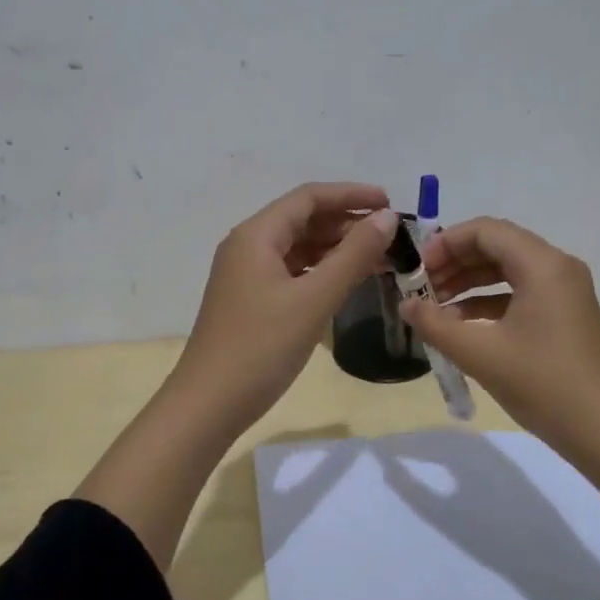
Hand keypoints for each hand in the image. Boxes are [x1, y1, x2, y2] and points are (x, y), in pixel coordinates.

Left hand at [171, 182, 398, 436]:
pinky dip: (320, 272)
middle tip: (390, 237)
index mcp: (256, 235)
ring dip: (336, 249)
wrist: (210, 404)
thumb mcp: (314, 299)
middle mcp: (247, 247)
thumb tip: (387, 218)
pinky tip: (346, 283)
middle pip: (302, 220)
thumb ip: (353, 255)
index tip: (390, 203)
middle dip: (346, 223)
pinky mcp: (250, 301)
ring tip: (378, 259)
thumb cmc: (262, 347)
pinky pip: (291, 272)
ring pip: (298, 248)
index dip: (351, 195)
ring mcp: (246, 276)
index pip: (308, 198)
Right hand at [401, 218, 599, 456]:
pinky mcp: (565, 315)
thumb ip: (435, 324)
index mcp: (542, 265)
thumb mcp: (480, 353)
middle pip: (496, 246)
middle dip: (454, 263)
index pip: (485, 231)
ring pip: (507, 270)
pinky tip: (461, 325)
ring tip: (434, 307)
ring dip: (468, 282)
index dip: (445, 243)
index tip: (416, 269)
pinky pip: (520, 293)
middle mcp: (557, 267)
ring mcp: (564, 291)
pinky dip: (488, 301)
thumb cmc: (542, 383)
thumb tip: (406, 305)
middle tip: (421, 288)